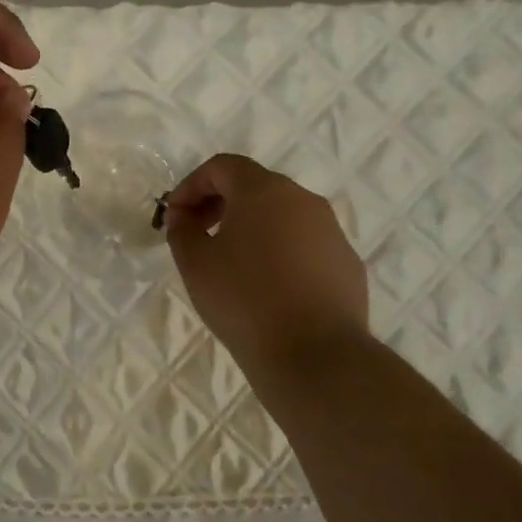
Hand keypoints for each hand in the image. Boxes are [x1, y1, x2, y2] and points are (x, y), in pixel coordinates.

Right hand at [163, 154, 368, 373]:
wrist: (314, 354)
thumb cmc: (244, 300)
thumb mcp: (195, 263)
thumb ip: (182, 229)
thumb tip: (185, 215)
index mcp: (263, 191)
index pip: (222, 166)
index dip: (191, 185)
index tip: (175, 216)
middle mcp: (303, 200)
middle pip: (255, 186)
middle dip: (220, 204)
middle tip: (197, 236)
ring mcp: (331, 231)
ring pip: (283, 216)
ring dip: (251, 228)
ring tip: (231, 265)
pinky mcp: (347, 263)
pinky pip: (305, 245)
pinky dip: (280, 252)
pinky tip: (268, 288)